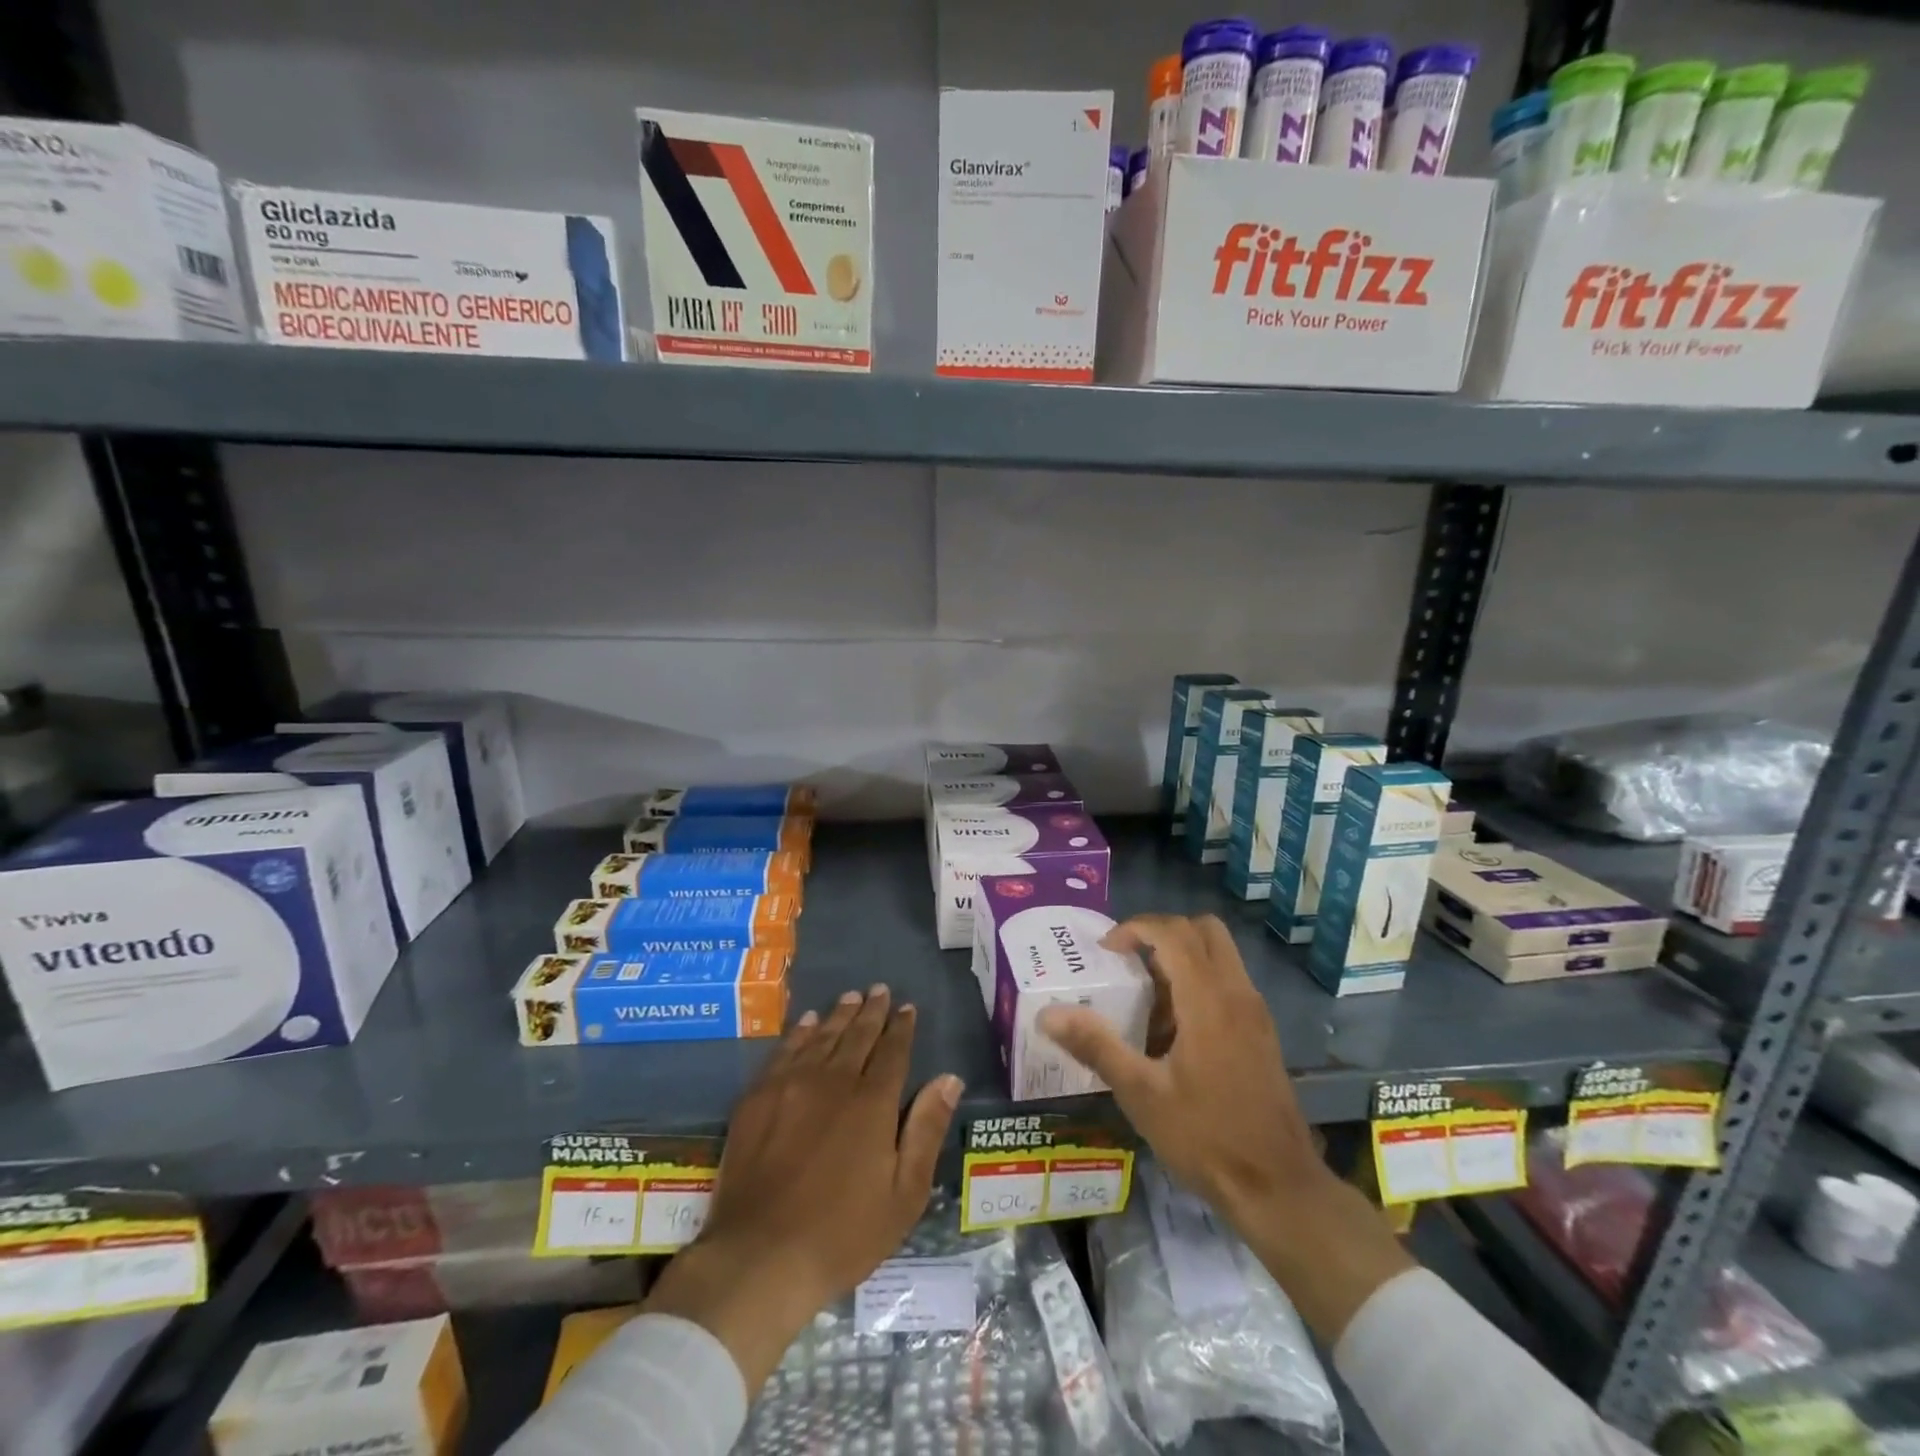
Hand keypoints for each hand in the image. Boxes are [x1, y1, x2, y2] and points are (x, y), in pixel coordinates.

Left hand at [644, 987, 962, 1389]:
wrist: (759, 1257)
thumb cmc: (843, 1234)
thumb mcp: (904, 1194)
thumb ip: (927, 1129)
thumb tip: (950, 1078)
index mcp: (873, 1102)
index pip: (892, 1051)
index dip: (901, 1027)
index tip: (907, 1007)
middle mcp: (834, 1080)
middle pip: (857, 1035)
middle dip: (872, 1011)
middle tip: (879, 990)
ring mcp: (791, 1085)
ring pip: (821, 1036)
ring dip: (839, 1014)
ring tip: (850, 997)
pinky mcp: (758, 1098)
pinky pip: (784, 1051)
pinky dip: (799, 1032)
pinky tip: (806, 1022)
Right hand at [1036, 914, 1329, 1224]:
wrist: (1279, 1189)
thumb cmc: (1206, 1138)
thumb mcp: (1141, 1094)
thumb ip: (1095, 1046)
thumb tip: (1048, 1014)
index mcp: (1208, 1000)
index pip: (1173, 932)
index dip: (1135, 928)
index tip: (1105, 951)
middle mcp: (1238, 994)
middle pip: (1204, 930)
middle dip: (1162, 933)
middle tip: (1129, 961)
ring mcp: (1255, 1012)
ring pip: (1220, 954)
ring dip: (1182, 957)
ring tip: (1146, 999)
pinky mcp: (1262, 1032)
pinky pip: (1228, 981)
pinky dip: (1199, 982)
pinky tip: (1174, 1032)